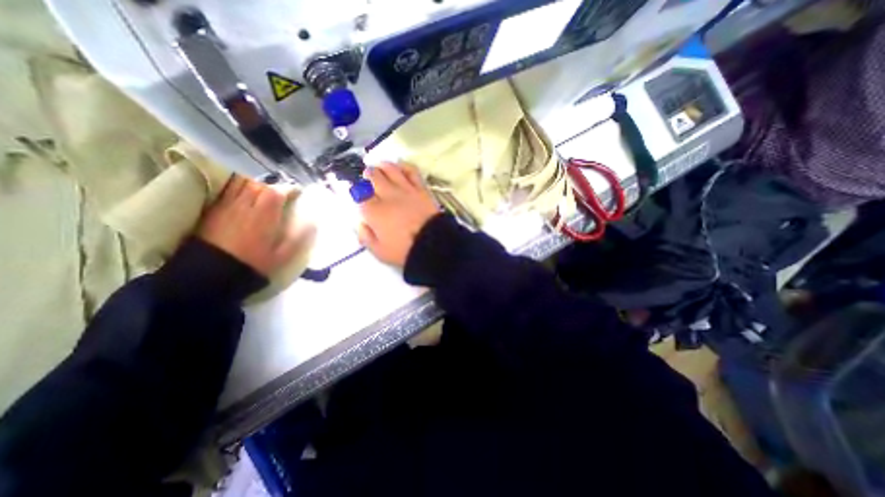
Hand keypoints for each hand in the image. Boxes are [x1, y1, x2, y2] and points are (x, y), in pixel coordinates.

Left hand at [198, 174, 316, 278]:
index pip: (277, 192)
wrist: (211, 273)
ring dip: (255, 185)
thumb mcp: (282, 255)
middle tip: (281, 195)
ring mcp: (226, 206)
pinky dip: (238, 188)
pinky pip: (227, 190)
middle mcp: (245, 205)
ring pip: (241, 183)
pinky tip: (243, 198)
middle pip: (259, 185)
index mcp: (264, 215)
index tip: (298, 192)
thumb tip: (313, 223)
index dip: (290, 189)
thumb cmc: (252, 263)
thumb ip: (299, 237)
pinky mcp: (213, 210)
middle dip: (273, 187)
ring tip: (261, 194)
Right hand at [354, 163, 437, 267]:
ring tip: (379, 166)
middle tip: (367, 176)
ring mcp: (405, 190)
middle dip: (368, 175)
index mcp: (374, 212)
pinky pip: (411, 171)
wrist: (433, 245)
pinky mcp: (420, 189)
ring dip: (382, 166)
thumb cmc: (404, 251)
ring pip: (390, 169)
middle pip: (373, 176)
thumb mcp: (379, 251)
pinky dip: (403, 166)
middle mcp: (387, 196)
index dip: (358, 193)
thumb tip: (361, 224)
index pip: (360, 195)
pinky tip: (399, 166)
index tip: (359, 194)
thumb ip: (365, 237)